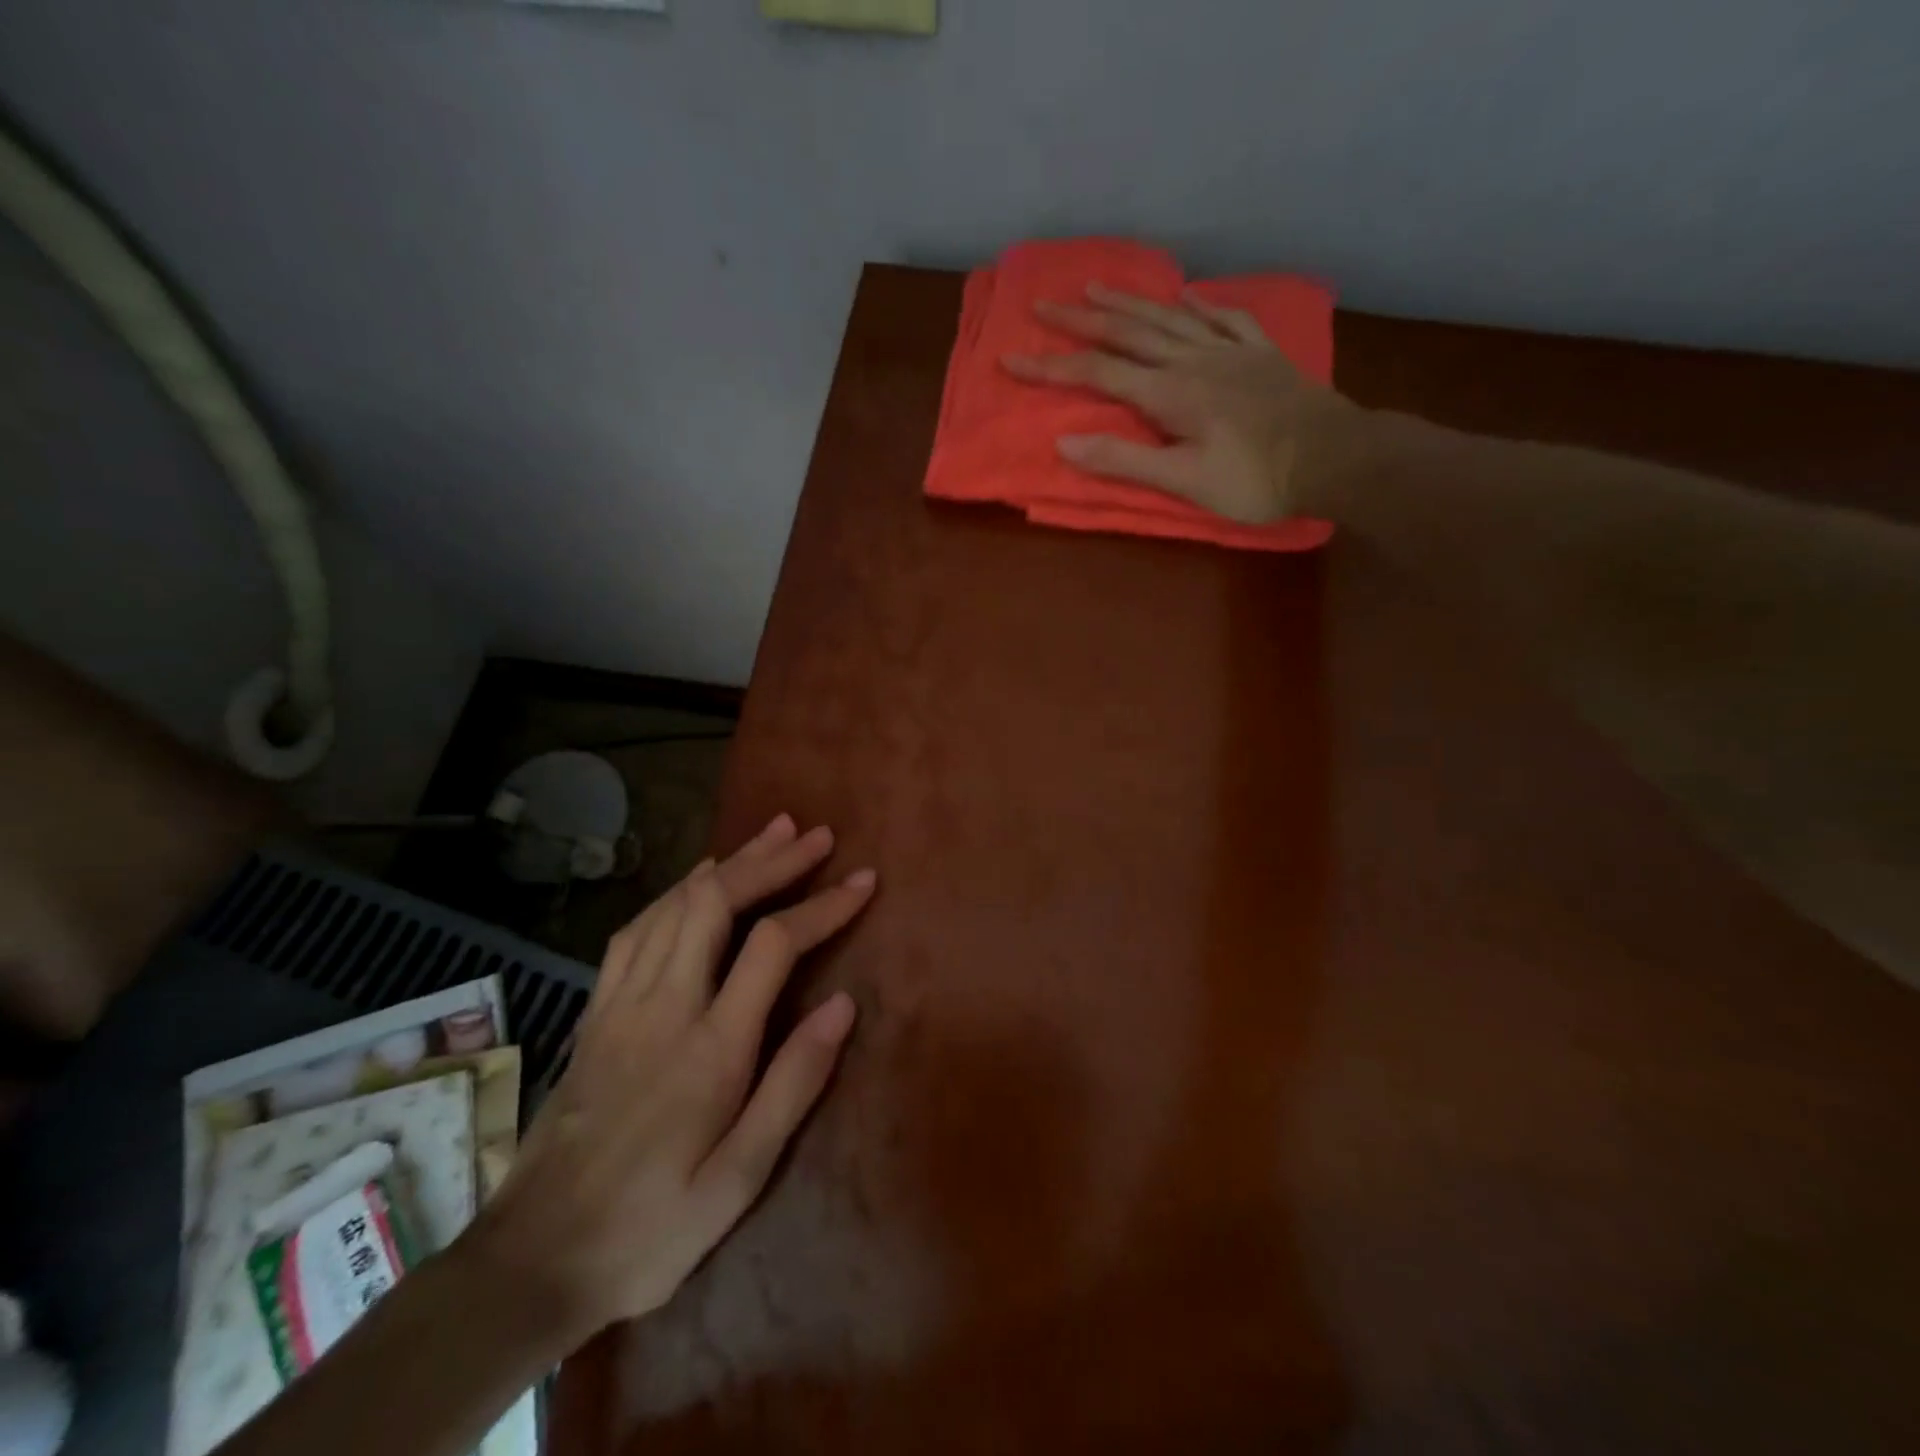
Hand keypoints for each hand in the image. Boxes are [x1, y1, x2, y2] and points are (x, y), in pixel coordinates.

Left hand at [464, 814, 872, 1339]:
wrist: (530, 1262)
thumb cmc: (650, 1229)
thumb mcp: (739, 1178)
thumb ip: (793, 1084)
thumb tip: (843, 1004)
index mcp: (710, 1046)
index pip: (773, 944)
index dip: (822, 905)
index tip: (862, 883)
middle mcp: (664, 1005)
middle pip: (717, 901)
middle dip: (772, 860)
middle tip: (816, 835)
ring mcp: (622, 1002)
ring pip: (677, 903)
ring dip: (730, 863)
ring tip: (771, 836)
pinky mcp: (597, 1011)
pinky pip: (637, 928)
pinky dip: (677, 890)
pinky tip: (696, 881)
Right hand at [1001, 283, 1349, 524]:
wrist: (1334, 457)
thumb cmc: (1255, 480)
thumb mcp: (1183, 482)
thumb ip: (1124, 460)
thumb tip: (1064, 441)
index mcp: (1170, 393)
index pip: (1098, 375)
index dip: (1051, 368)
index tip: (1011, 358)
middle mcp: (1193, 360)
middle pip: (1128, 334)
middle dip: (1081, 321)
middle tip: (1044, 304)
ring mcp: (1229, 351)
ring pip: (1169, 318)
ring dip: (1129, 303)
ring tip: (1096, 287)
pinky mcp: (1259, 353)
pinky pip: (1223, 318)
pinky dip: (1199, 304)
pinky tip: (1186, 294)